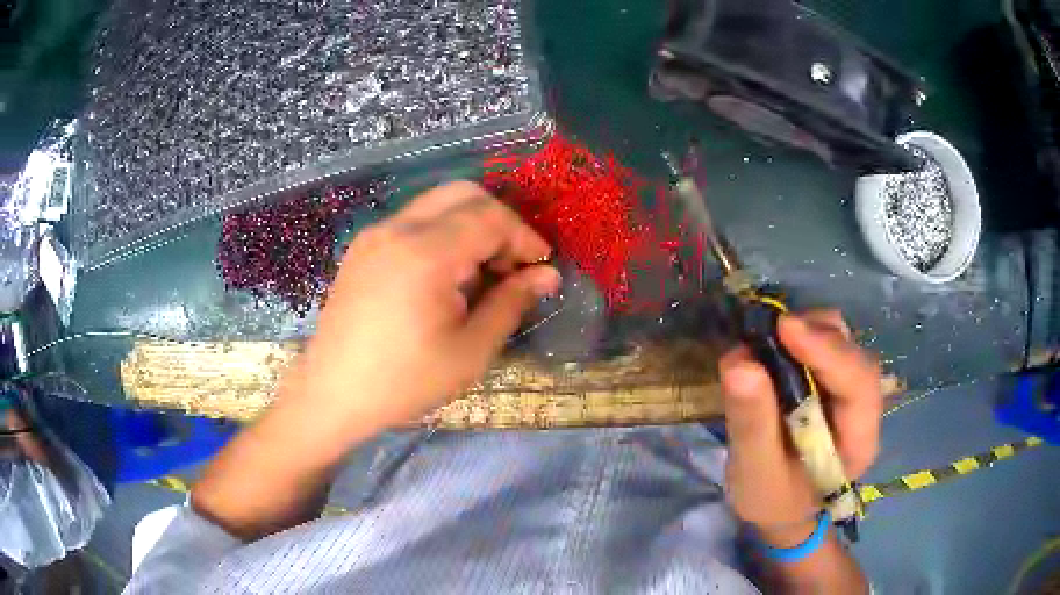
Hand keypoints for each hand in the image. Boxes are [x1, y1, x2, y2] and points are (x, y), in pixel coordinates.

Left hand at [288, 181, 559, 433]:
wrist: (332, 393)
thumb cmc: (404, 381)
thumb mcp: (470, 351)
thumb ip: (511, 303)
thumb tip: (547, 275)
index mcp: (425, 253)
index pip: (490, 217)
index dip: (524, 238)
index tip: (540, 267)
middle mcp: (397, 228)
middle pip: (464, 194)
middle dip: (499, 221)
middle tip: (512, 265)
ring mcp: (375, 234)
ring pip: (437, 203)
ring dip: (470, 225)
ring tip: (480, 274)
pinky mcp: (363, 247)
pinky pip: (413, 220)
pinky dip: (442, 233)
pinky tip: (445, 276)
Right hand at [719, 311, 881, 546]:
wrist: (780, 507)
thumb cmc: (771, 498)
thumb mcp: (754, 472)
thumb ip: (751, 422)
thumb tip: (740, 360)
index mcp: (859, 441)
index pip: (859, 385)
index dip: (828, 352)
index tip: (785, 327)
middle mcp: (865, 409)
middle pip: (856, 356)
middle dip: (819, 336)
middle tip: (772, 328)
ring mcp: (852, 391)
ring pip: (845, 344)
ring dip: (811, 330)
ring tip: (772, 336)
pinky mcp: (835, 381)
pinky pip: (828, 345)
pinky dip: (803, 336)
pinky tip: (778, 344)